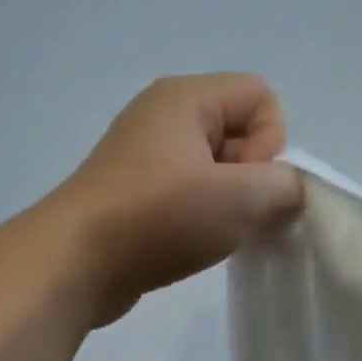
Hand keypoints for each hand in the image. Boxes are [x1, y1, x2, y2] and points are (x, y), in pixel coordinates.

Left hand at [58, 73, 302, 323]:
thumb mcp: (241, 199)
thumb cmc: (159, 218)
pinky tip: (194, 244)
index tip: (247, 183)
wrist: (74, 265)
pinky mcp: (135, 194)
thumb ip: (286, 187)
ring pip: (217, 169)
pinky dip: (202, 217)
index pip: (261, 96)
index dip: (271, 141)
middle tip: (235, 216)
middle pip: (240, 131)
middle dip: (253, 176)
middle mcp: (163, 116)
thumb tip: (287, 192)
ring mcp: (145, 157)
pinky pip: (190, 193)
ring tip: (214, 234)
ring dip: (230, 203)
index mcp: (185, 98)